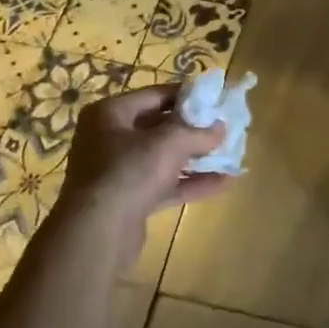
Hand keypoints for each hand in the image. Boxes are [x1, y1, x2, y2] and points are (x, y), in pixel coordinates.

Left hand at [50, 85, 230, 252]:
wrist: (98, 232)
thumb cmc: (129, 171)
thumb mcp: (169, 142)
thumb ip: (198, 132)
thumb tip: (221, 127)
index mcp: (110, 113)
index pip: (156, 95)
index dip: (188, 95)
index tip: (216, 98)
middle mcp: (109, 138)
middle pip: (159, 127)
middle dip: (194, 129)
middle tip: (225, 128)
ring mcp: (117, 171)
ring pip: (163, 158)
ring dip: (196, 158)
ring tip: (230, 155)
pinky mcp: (128, 200)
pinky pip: (163, 185)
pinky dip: (190, 182)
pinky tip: (223, 183)